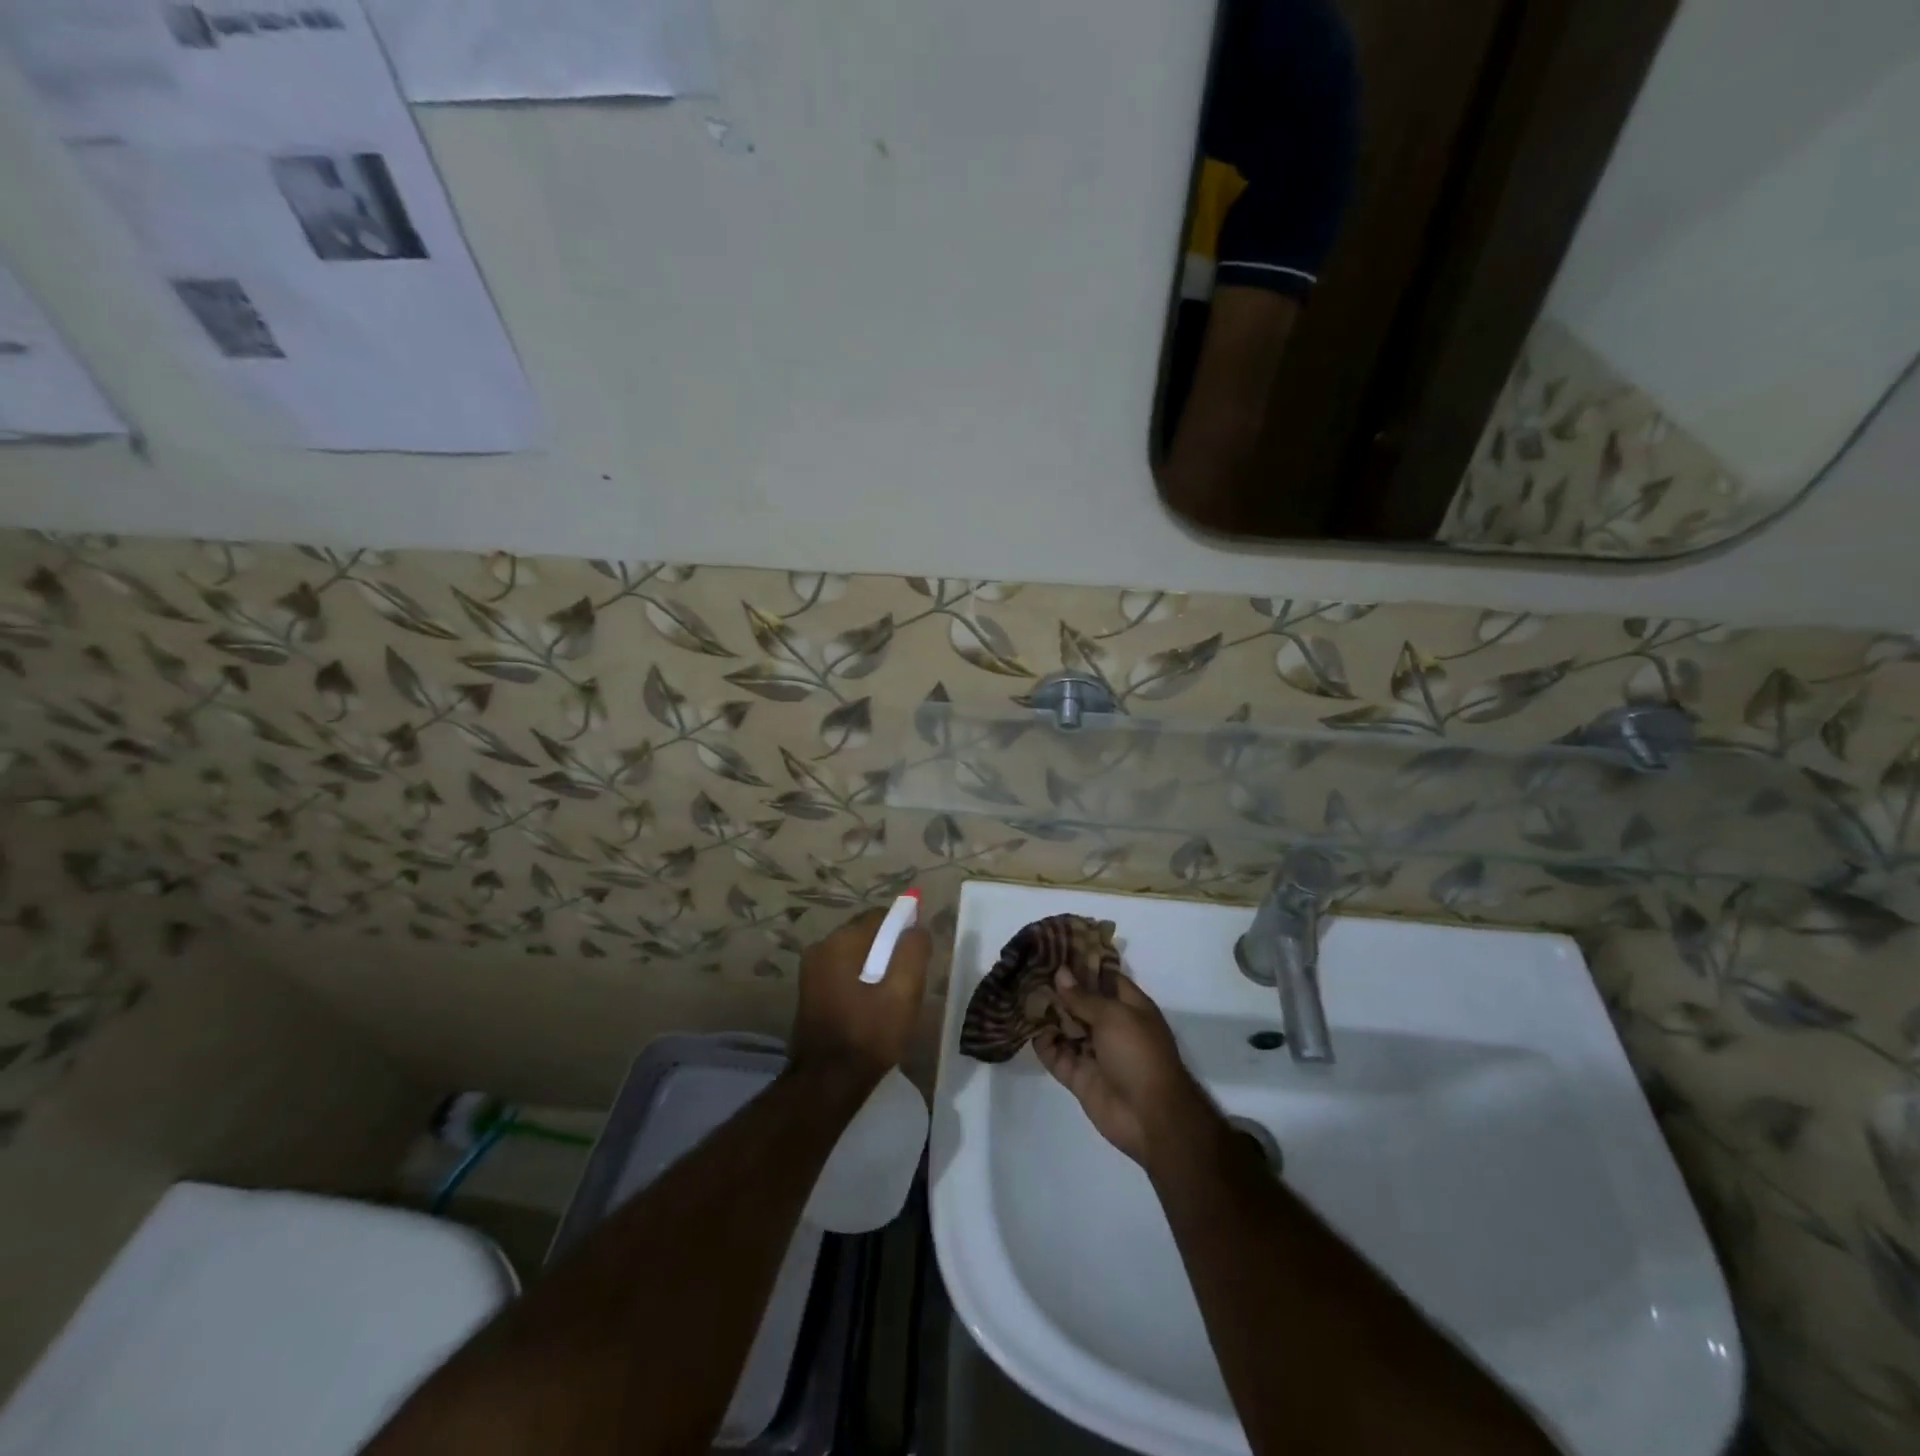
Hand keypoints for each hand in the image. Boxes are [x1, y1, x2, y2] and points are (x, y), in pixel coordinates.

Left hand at [791, 906, 929, 1087]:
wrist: (827, 1083)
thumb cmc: (869, 1034)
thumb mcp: (904, 993)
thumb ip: (913, 952)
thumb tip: (916, 929)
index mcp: (840, 941)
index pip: (881, 917)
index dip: (904, 932)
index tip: (918, 959)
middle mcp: (820, 947)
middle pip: (867, 934)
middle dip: (889, 950)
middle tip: (907, 983)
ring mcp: (811, 970)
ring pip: (855, 955)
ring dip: (875, 967)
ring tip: (891, 999)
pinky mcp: (809, 991)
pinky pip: (843, 971)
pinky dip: (860, 980)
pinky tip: (871, 1007)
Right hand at [1034, 969, 1218, 1167]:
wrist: (1150, 1117)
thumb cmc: (1139, 1054)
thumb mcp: (1114, 1016)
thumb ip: (1083, 996)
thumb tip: (1061, 973)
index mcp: (1129, 1007)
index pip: (1104, 978)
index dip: (1082, 964)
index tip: (1055, 949)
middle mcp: (1111, 1027)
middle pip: (1081, 1002)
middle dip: (1058, 988)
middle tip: (1028, 969)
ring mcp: (1094, 1053)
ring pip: (1065, 1028)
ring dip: (1047, 1014)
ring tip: (1019, 993)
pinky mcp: (1079, 1076)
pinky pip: (1056, 1055)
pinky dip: (1043, 1043)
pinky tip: (1024, 1026)